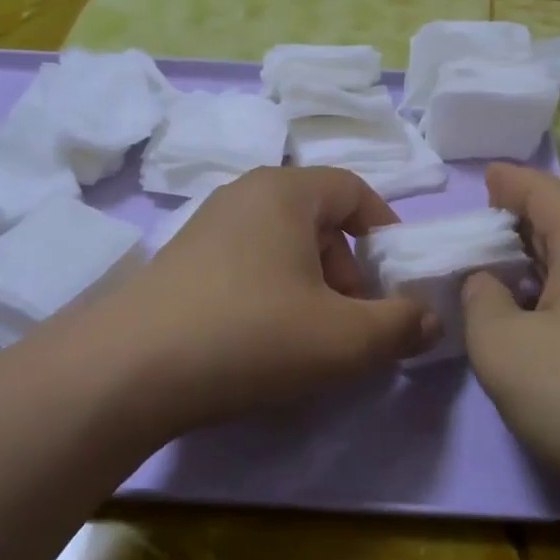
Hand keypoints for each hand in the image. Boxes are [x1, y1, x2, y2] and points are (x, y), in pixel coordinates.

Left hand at [90, 167, 437, 435]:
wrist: (128, 370)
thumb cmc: (251, 335)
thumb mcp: (344, 338)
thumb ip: (400, 325)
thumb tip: (430, 319)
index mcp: (286, 191)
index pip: (353, 189)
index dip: (386, 230)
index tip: (396, 279)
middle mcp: (244, 194)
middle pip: (319, 221)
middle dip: (349, 271)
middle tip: (352, 322)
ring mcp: (206, 227)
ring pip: (282, 247)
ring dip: (311, 288)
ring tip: (310, 341)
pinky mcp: (180, 262)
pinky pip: (246, 266)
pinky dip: (271, 296)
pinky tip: (262, 344)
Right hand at [462, 163, 559, 504]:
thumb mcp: (504, 347)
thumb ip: (481, 302)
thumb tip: (486, 283)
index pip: (544, 192)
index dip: (510, 181)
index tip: (482, 178)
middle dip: (515, 223)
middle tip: (470, 234)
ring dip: (531, 265)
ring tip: (488, 278)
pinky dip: (548, 299)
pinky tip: (525, 327)